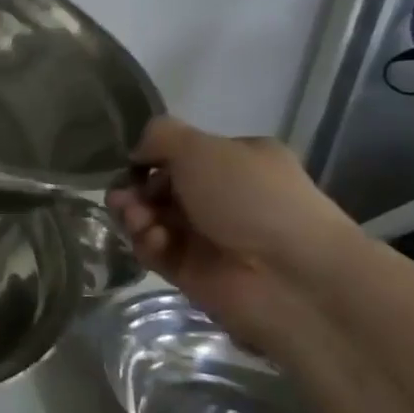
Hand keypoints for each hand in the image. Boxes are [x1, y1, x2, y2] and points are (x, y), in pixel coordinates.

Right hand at [107, 117, 359, 351]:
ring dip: (135, 215)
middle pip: (159, 188)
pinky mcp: (191, 271)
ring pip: (152, 219)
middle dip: (136, 190)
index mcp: (234, 161)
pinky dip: (148, 243)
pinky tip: (154, 240)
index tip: (131, 163)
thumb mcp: (202, 147)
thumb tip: (136, 152)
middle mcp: (221, 197)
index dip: (150, 157)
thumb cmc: (251, 198)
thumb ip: (160, 136)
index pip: (180, 154)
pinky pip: (156, 251)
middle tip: (123, 198)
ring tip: (136, 219)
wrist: (290, 276)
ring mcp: (206, 236)